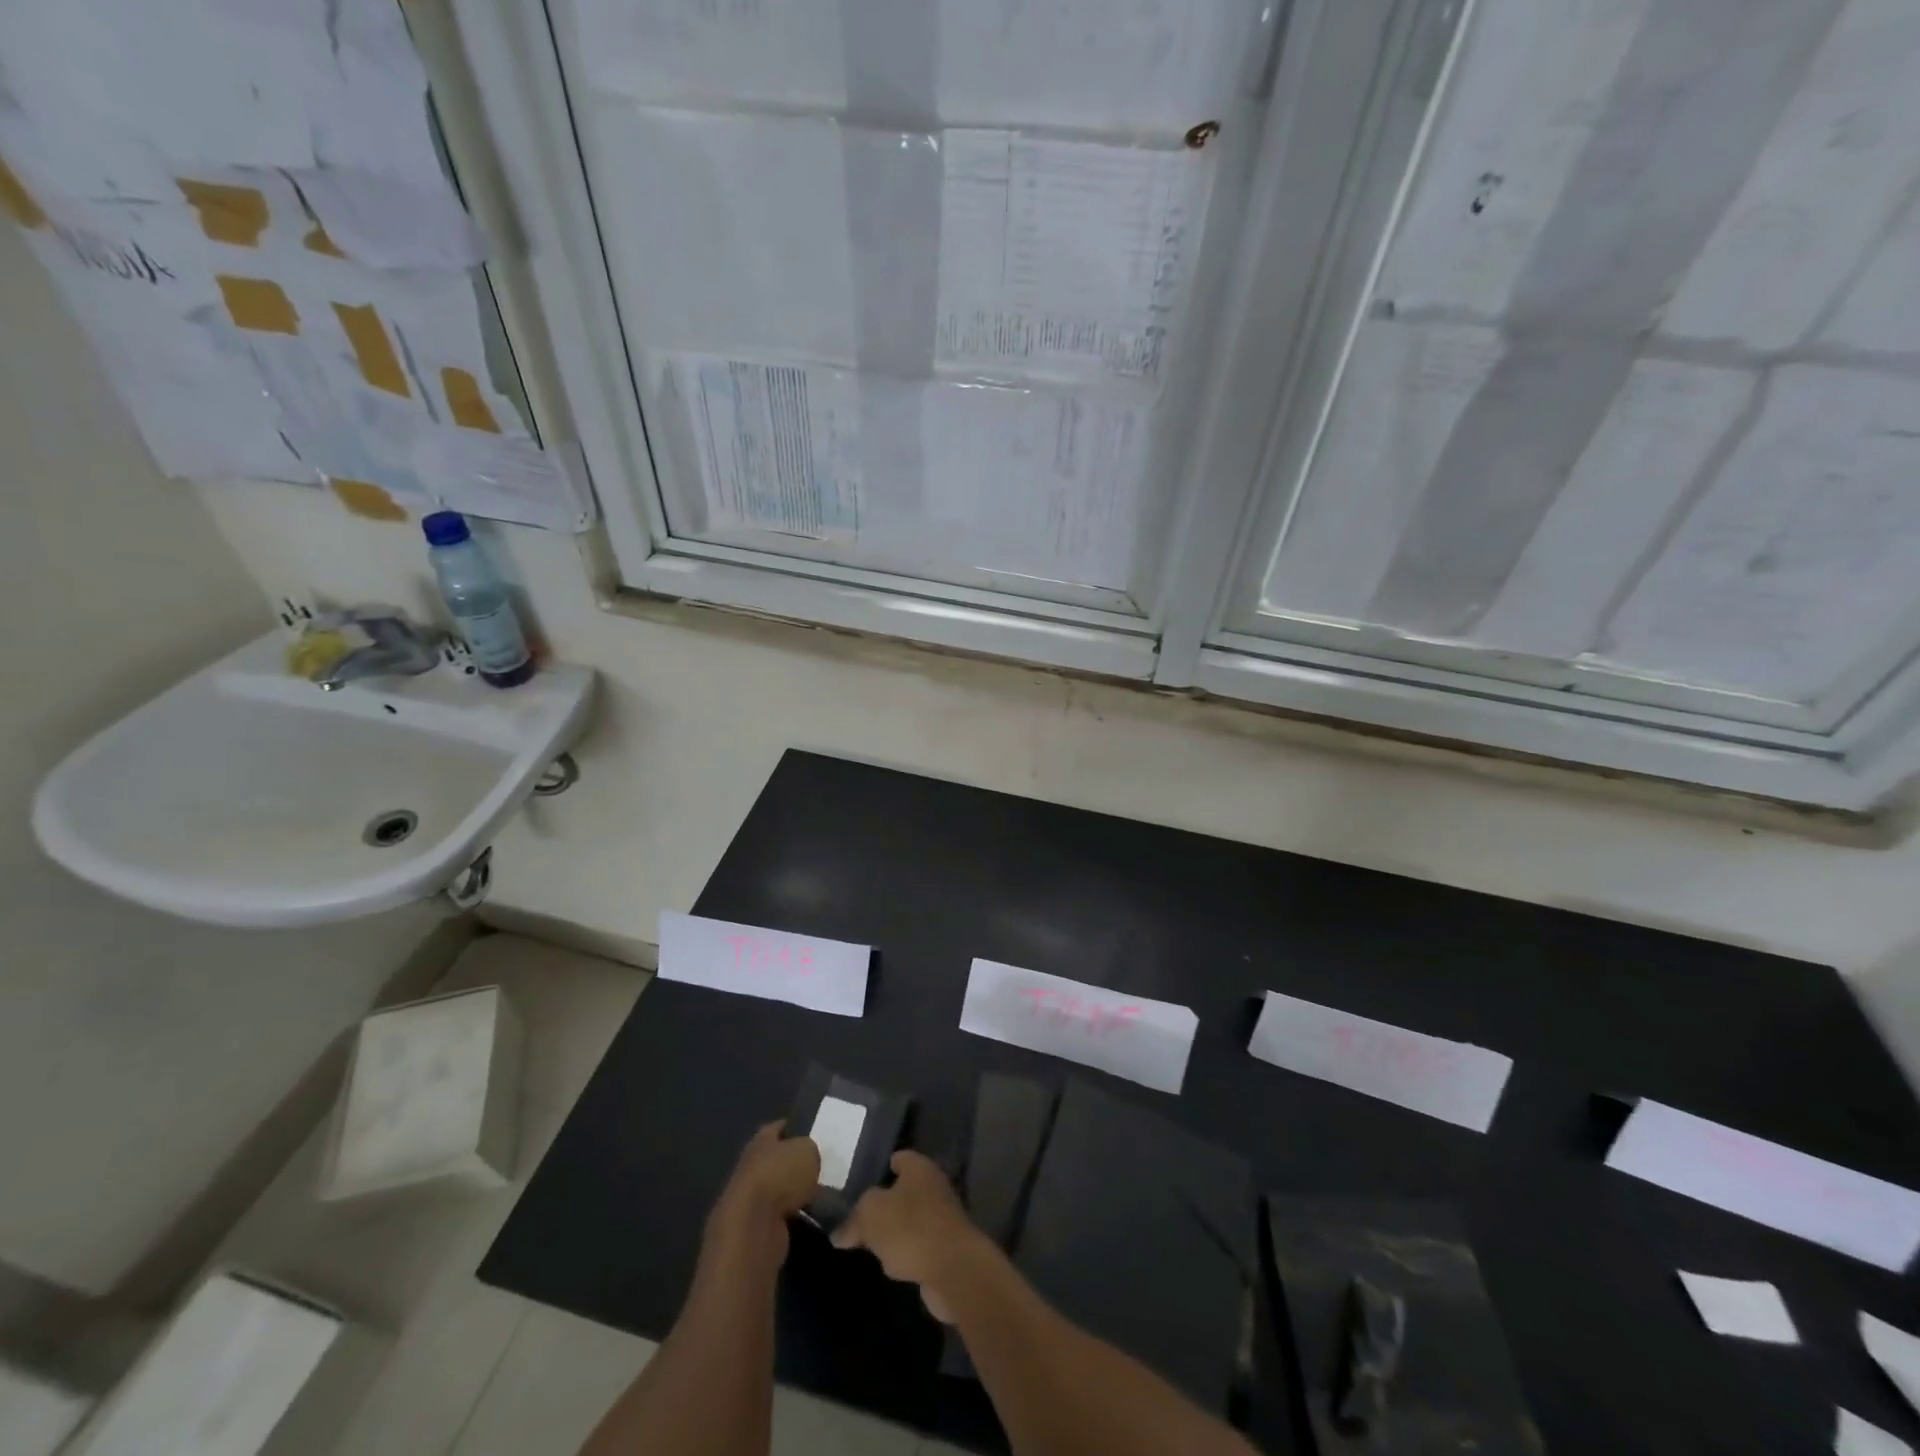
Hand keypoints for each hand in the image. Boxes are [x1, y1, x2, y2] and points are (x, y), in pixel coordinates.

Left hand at [705, 1122, 819, 1264]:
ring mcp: (752, 1199)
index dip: (799, 1127)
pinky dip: (799, 1218)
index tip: (820, 1134)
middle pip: (781, 1161)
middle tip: (828, 1168)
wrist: (753, 1229)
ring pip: (783, 1191)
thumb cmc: (780, 1177)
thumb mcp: (807, 1151)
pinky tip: (817, 1218)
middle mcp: (752, 1165)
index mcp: (761, 1139)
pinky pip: (784, 1217)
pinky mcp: (756, 1228)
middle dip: (801, 1165)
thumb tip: (812, 1158)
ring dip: (800, 1194)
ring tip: (827, 1196)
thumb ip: (811, 1150)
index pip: (782, 1127)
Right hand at [832, 1151, 990, 1322]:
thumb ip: (853, 1219)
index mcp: (919, 1167)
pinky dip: (905, 1253)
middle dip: (883, 1204)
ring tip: (867, 1243)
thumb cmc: (911, 1229)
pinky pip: (918, 1245)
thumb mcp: (871, 1215)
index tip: (857, 1183)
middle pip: (903, 1190)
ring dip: (894, 1232)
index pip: (897, 1158)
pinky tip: (889, 1265)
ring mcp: (942, 1218)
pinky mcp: (945, 1248)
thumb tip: (839, 1233)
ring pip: (910, 1220)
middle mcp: (934, 1186)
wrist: (953, 1270)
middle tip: (856, 1216)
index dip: (878, 1167)